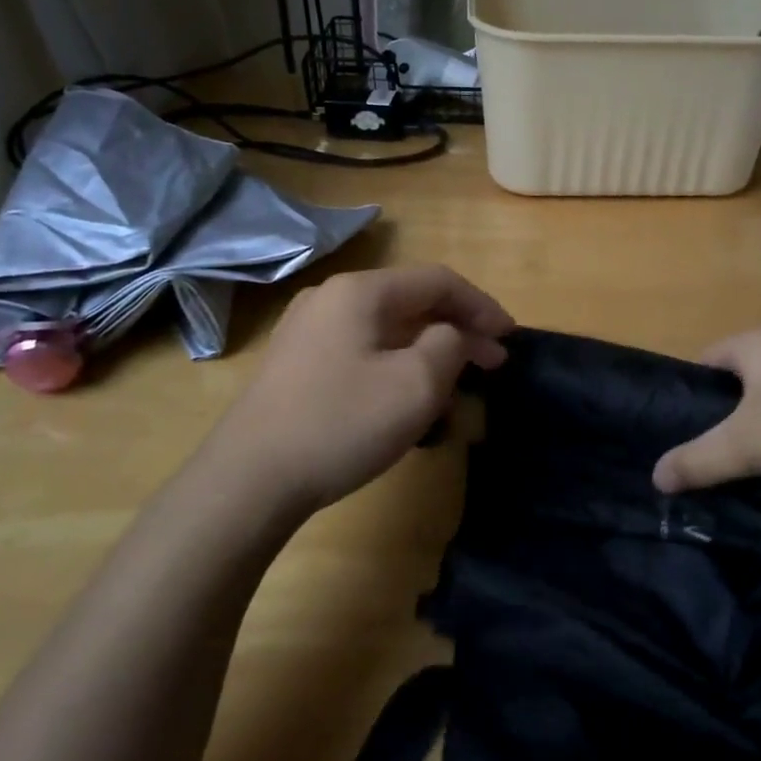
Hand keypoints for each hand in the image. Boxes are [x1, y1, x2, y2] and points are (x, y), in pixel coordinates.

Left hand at [203, 264, 513, 514]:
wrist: (249, 479)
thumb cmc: (341, 423)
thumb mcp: (416, 384)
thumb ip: (451, 345)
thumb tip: (452, 335)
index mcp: (360, 291)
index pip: (438, 281)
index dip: (482, 305)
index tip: (511, 337)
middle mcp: (330, 299)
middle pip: (411, 302)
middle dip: (458, 329)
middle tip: (493, 363)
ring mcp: (307, 331)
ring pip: (387, 329)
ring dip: (429, 350)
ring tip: (456, 384)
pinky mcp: (296, 365)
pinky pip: (362, 350)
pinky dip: (397, 364)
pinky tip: (408, 398)